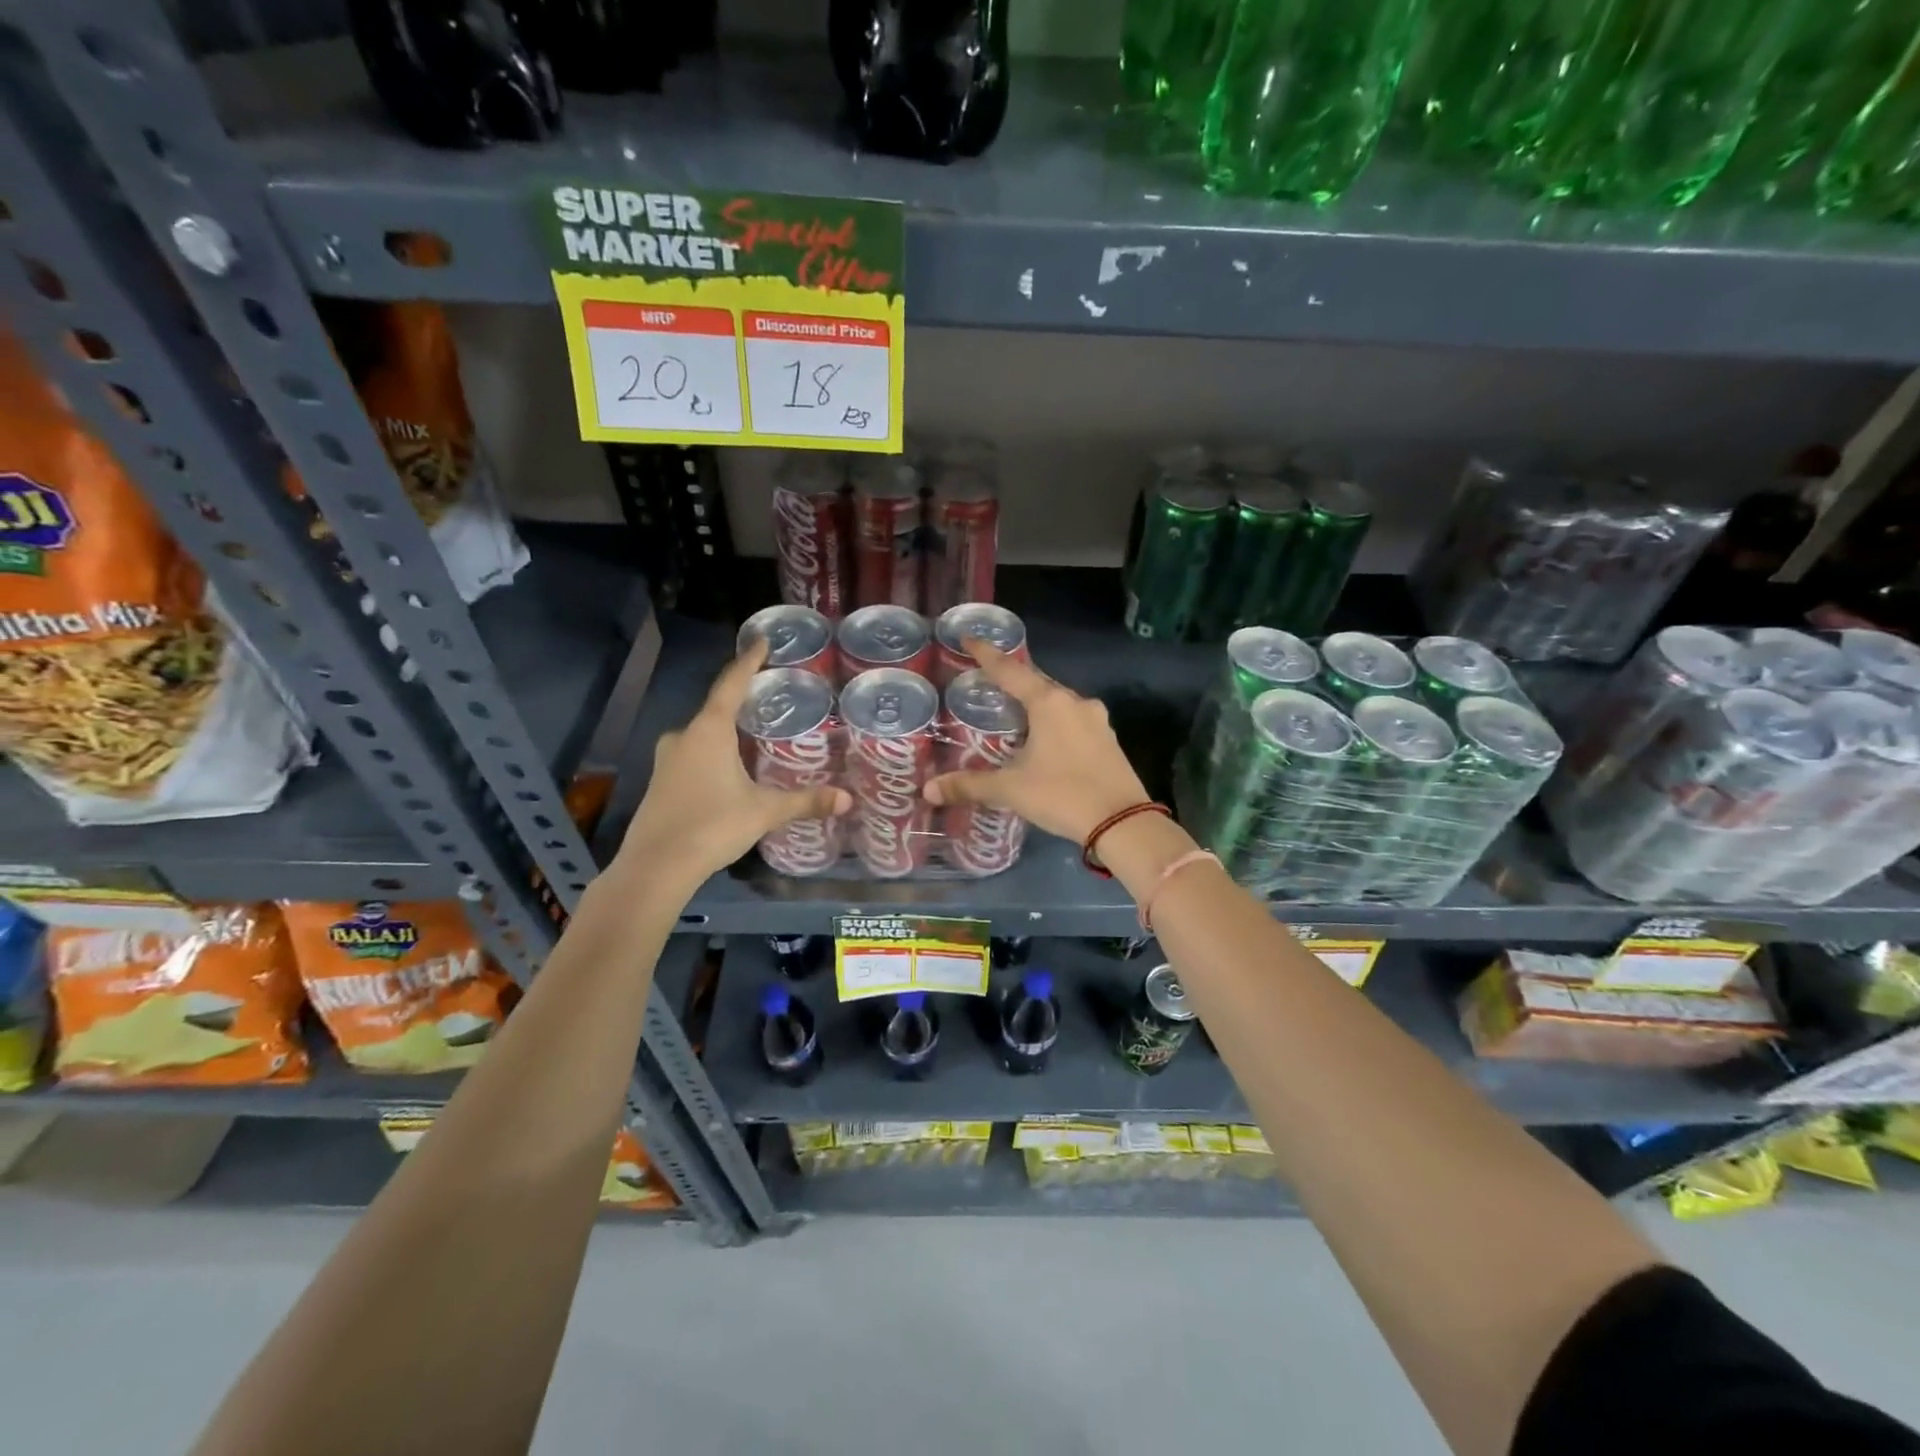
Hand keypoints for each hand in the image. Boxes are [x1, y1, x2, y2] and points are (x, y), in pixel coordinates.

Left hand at [618, 639, 850, 885]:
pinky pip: (692, 754)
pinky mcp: (660, 782)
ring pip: (702, 734)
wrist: (656, 866)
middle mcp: (684, 736)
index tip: (761, 641)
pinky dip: (712, 753)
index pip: (732, 684)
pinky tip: (729, 769)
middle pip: (716, 708)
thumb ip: (805, 802)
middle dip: (741, 701)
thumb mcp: (764, 811)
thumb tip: (847, 799)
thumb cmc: (712, 825)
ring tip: (753, 734)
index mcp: (709, 731)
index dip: (748, 661)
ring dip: (725, 731)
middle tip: (768, 697)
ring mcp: (667, 759)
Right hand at [924, 640, 1150, 844]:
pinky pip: (1073, 721)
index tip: (970, 638)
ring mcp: (1097, 721)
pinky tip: (1045, 740)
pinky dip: (1054, 723)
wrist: (1123, 823)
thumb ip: (970, 786)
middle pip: (1037, 683)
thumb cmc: (1062, 795)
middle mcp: (1075, 702)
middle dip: (1013, 682)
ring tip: (1014, 714)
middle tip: (989, 683)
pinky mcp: (1109, 740)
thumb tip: (929, 790)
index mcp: (1049, 703)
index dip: (987, 655)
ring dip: (1036, 704)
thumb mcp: (1011, 789)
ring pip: (1058, 702)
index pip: (1010, 670)